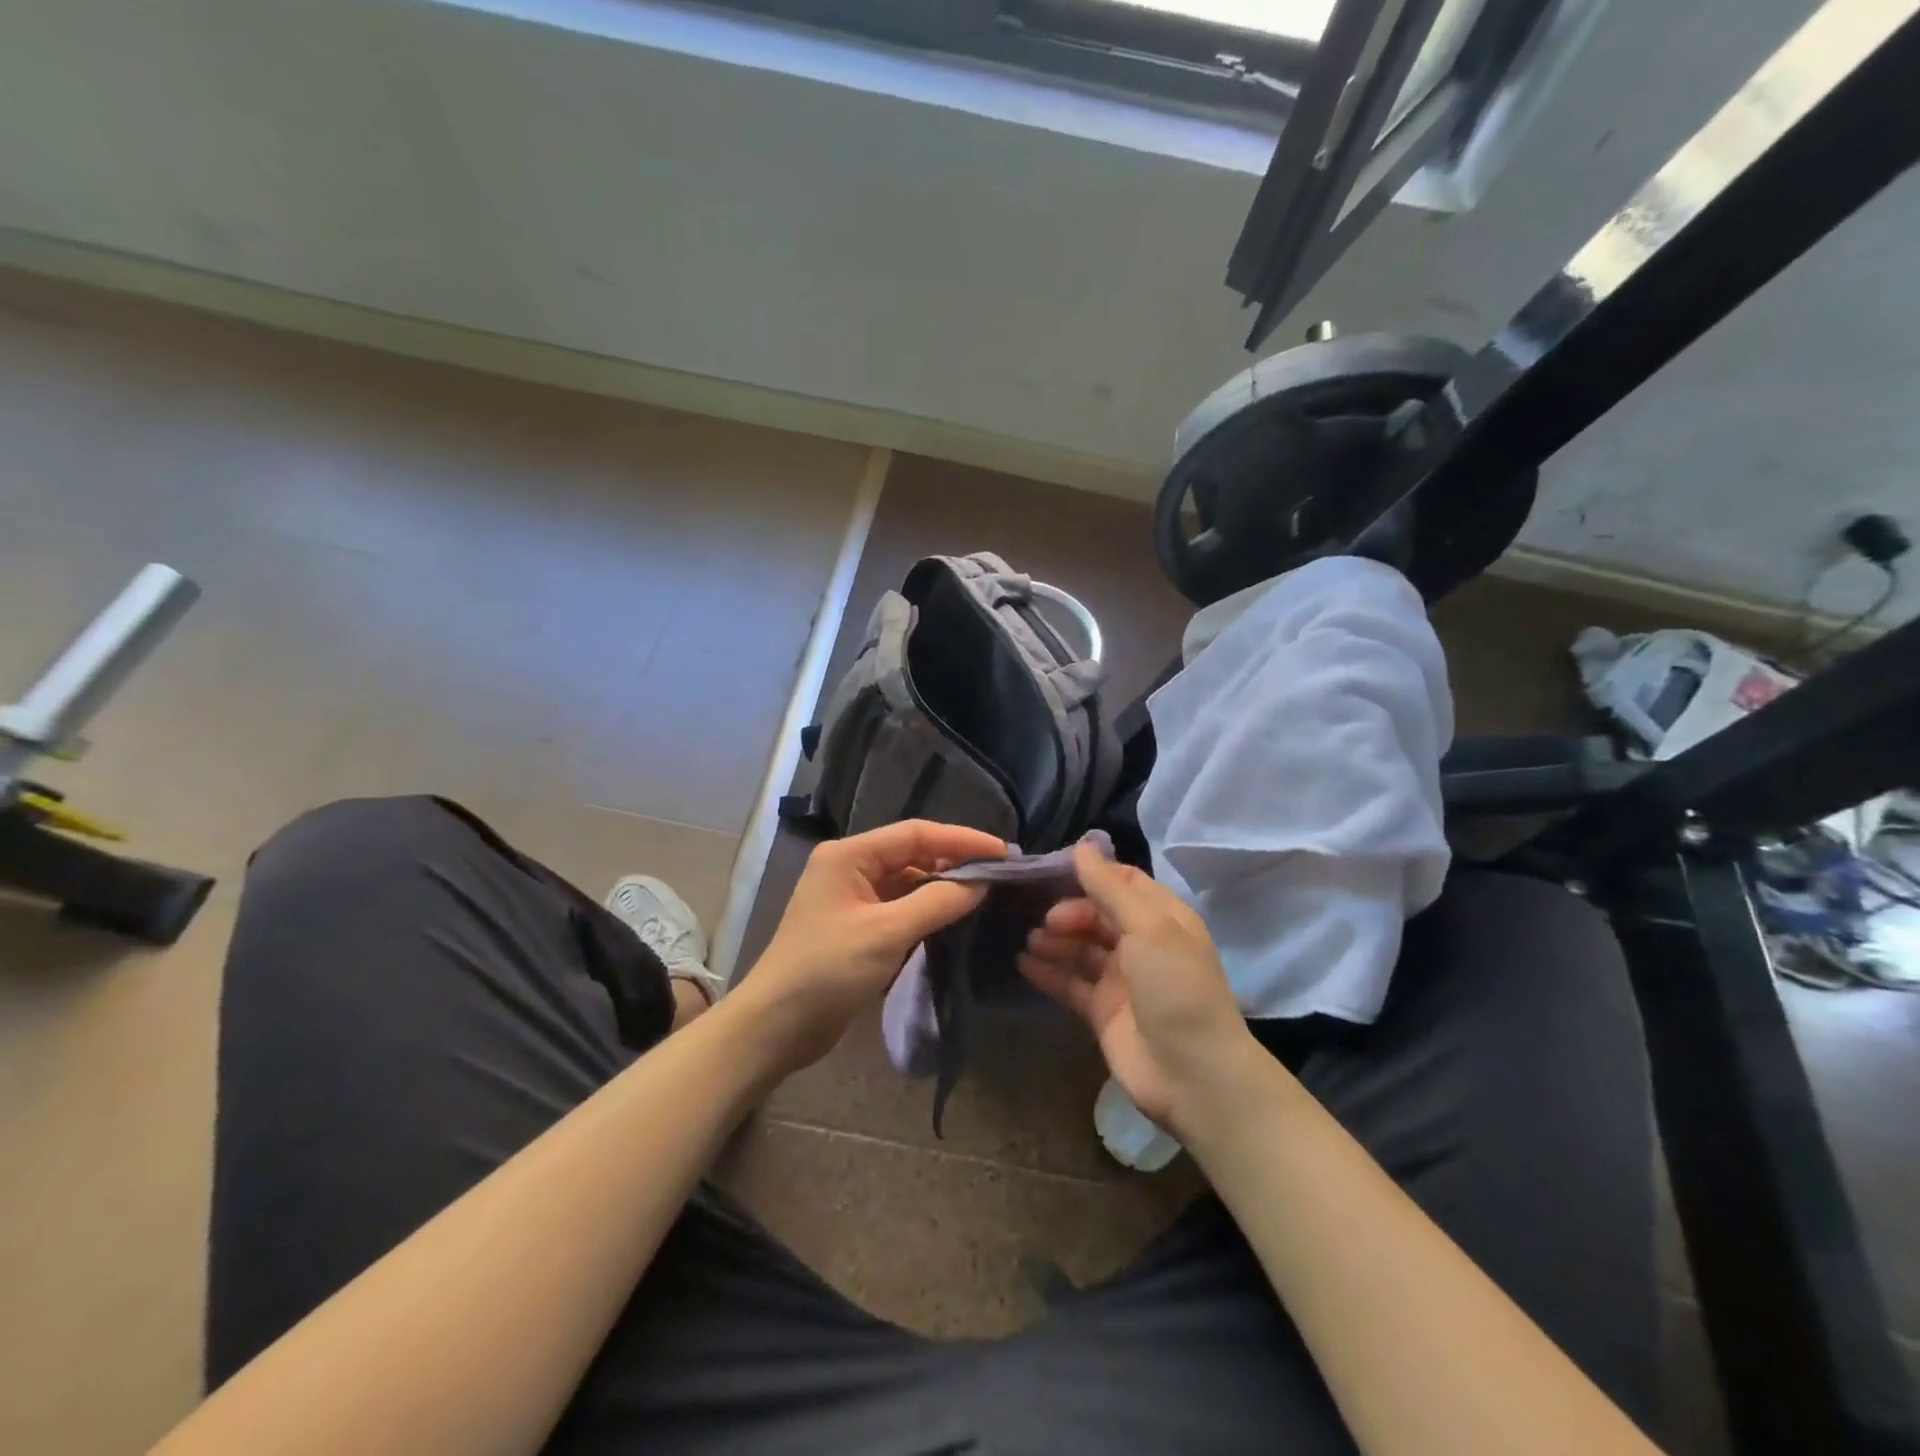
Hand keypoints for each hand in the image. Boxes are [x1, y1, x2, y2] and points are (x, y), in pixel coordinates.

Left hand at [741, 820, 1004, 1072]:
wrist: (776, 1027)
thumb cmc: (827, 970)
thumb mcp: (887, 933)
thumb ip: (937, 902)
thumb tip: (981, 882)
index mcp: (849, 855)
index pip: (915, 834)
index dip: (962, 839)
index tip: (1003, 852)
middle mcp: (850, 867)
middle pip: (912, 853)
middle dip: (955, 860)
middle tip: (1000, 872)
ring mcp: (852, 897)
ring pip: (908, 880)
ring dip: (942, 885)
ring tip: (985, 892)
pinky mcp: (857, 925)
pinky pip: (900, 905)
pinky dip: (927, 907)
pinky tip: (953, 915)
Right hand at [1018, 844, 1255, 1135]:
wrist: (1193, 1075)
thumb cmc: (1175, 987)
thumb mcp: (1148, 927)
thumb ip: (1110, 887)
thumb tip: (1082, 845)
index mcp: (1162, 917)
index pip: (1122, 881)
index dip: (1090, 874)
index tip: (1051, 870)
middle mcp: (1142, 943)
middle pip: (1097, 913)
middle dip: (1069, 911)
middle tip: (1046, 921)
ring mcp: (1121, 979)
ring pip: (1080, 947)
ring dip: (1055, 939)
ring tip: (1030, 940)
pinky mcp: (1102, 1011)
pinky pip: (1070, 983)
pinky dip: (1047, 972)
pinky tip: (1021, 962)